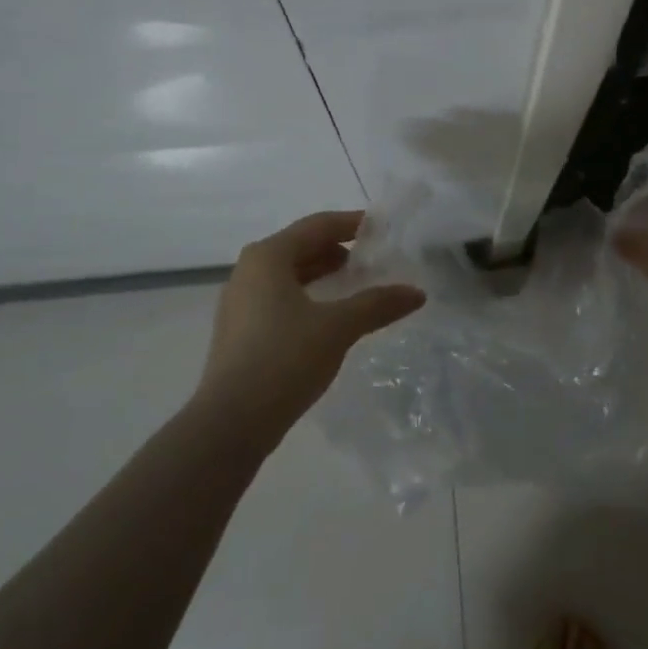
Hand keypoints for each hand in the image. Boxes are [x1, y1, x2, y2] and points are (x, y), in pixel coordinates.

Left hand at [195, 210, 425, 433]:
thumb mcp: (338, 328)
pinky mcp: (239, 331)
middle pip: (300, 246)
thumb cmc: (284, 359)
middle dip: (337, 249)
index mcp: (268, 256)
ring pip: (288, 274)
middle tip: (372, 257)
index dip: (351, 223)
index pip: (317, 225)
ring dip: (322, 273)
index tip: (381, 227)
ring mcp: (239, 302)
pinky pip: (278, 298)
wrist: (230, 424)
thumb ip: (377, 304)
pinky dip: (307, 296)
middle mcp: (248, 270)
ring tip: (355, 283)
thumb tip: (417, 293)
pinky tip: (328, 316)